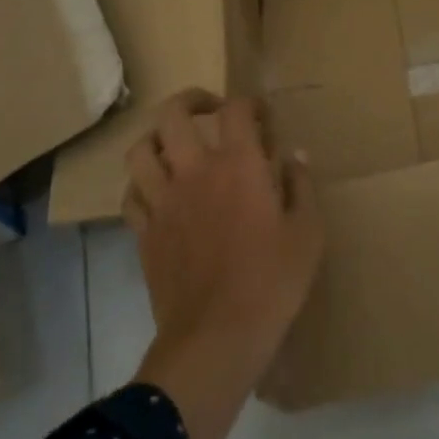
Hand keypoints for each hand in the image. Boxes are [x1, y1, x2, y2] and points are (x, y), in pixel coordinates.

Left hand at [125, 89, 321, 438]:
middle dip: (192, 100)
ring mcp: (163, 201)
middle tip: (210, 109)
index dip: (250, 104)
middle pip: (173, 114)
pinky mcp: (144, 232)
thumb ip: (302, 186)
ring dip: (158, 138)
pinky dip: (142, 183)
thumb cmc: (272, 282)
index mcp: (238, 165)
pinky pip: (131, 193)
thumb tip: (295, 155)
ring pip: (141, 149)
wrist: (217, 337)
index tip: (263, 117)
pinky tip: (159, 191)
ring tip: (176, 145)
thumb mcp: (308, 233)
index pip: (236, 110)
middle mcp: (194, 171)